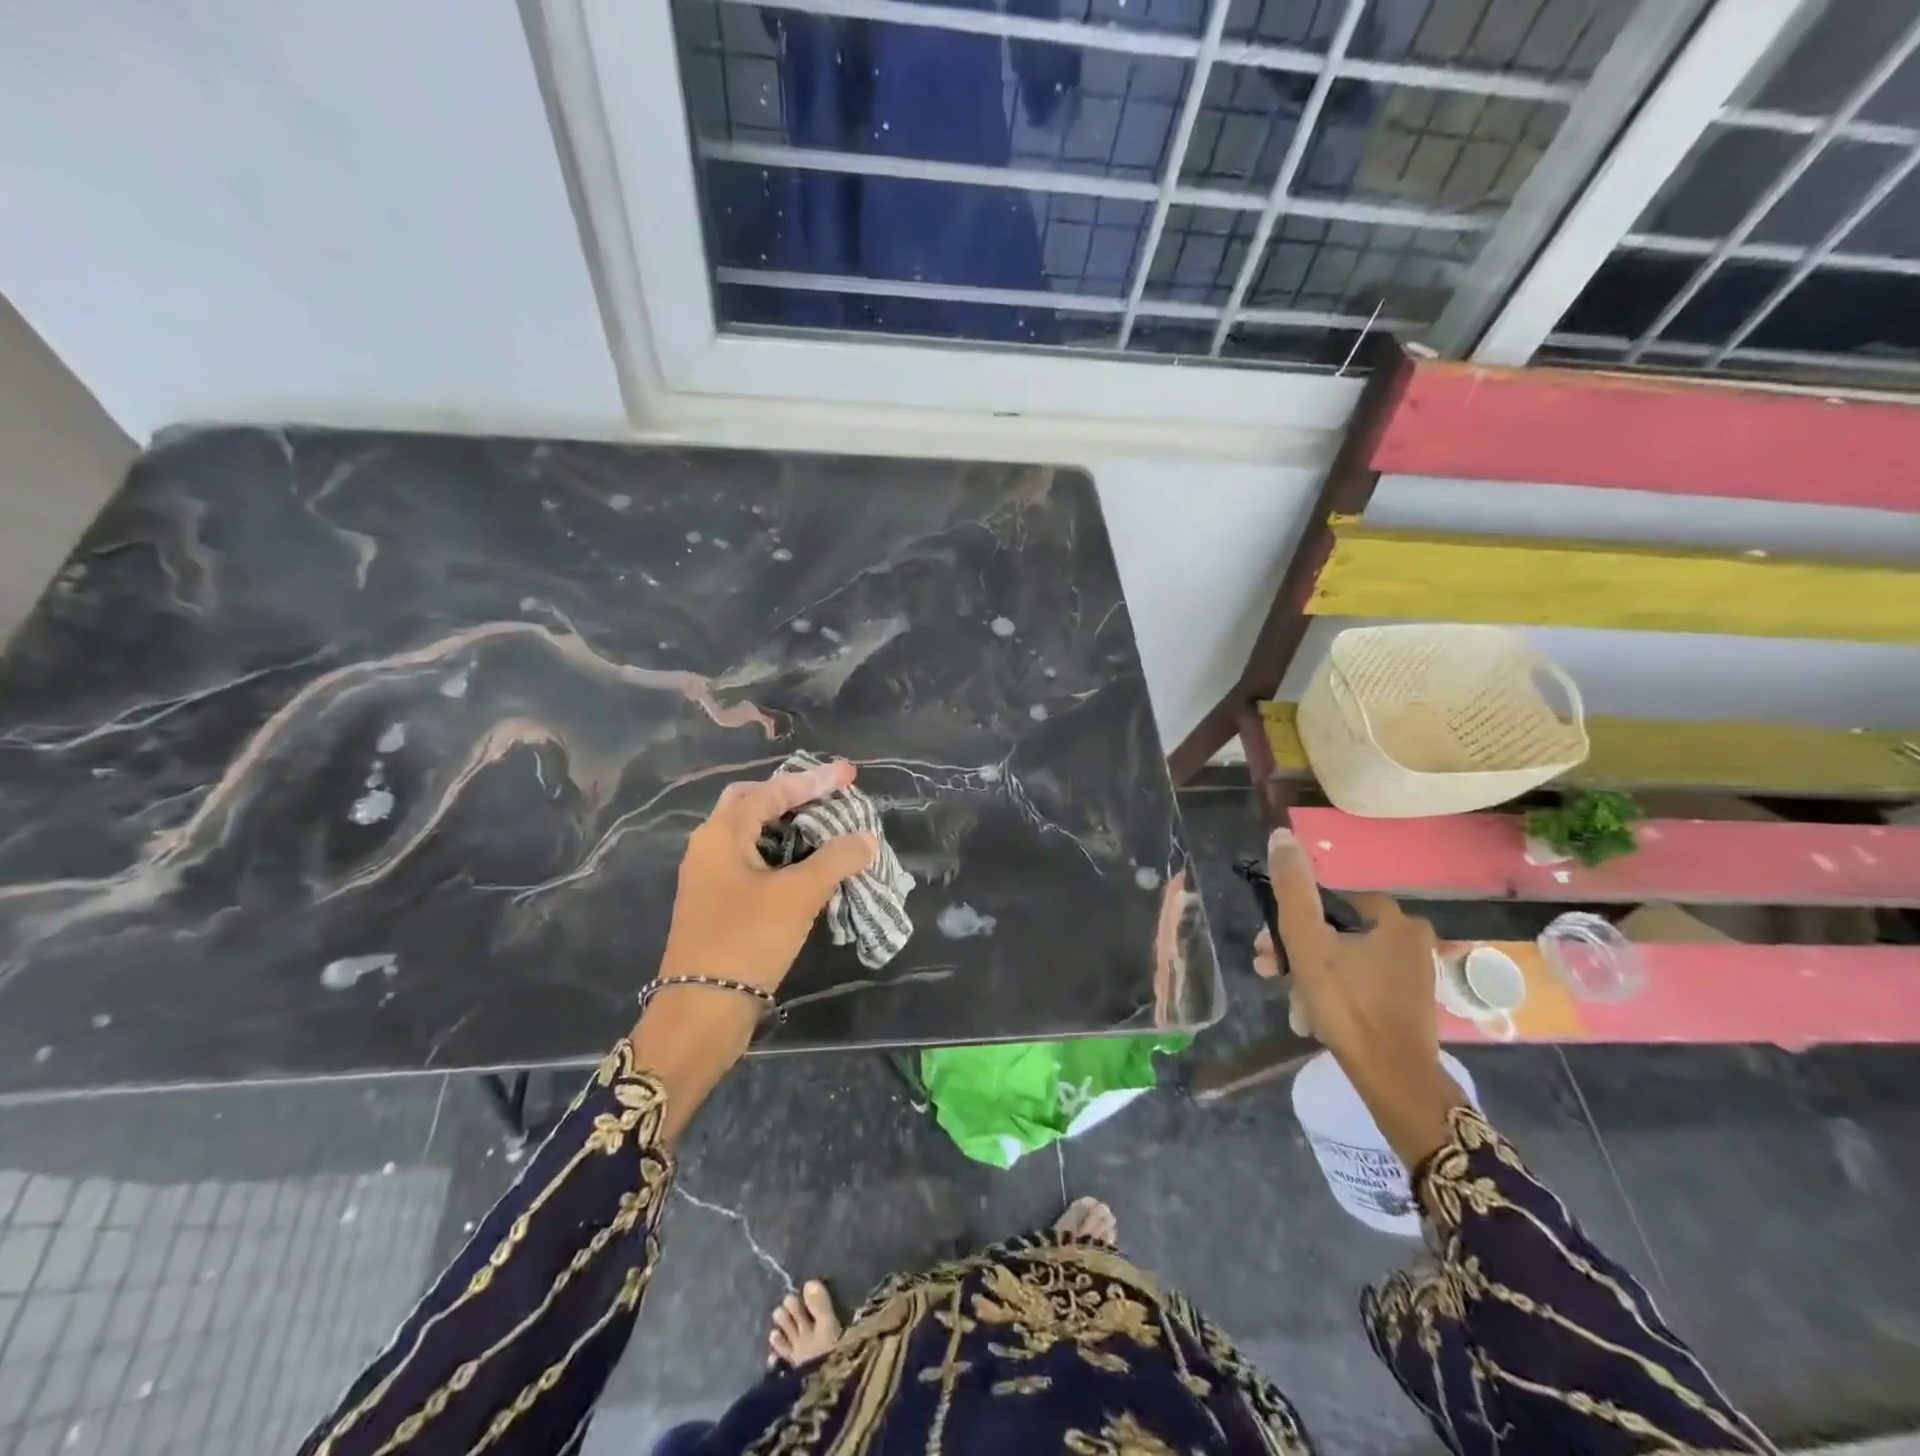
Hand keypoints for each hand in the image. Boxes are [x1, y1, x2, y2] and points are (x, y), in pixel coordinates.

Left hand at [657, 758, 877, 994]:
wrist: (702, 1010)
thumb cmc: (748, 939)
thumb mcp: (798, 894)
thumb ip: (836, 859)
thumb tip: (866, 838)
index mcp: (722, 834)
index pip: (773, 790)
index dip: (814, 780)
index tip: (849, 775)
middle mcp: (709, 847)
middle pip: (753, 803)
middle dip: (792, 795)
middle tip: (828, 797)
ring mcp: (709, 876)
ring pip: (752, 834)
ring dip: (788, 827)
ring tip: (825, 828)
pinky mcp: (717, 902)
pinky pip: (752, 862)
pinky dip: (781, 855)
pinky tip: (807, 867)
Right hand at [1254, 828, 1463, 1166]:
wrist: (1392, 1079)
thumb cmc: (1347, 1003)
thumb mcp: (1307, 940)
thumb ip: (1292, 887)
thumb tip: (1281, 835)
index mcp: (1393, 919)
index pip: (1329, 900)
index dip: (1293, 917)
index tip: (1268, 943)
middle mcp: (1410, 940)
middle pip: (1335, 932)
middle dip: (1296, 950)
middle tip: (1269, 971)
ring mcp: (1412, 975)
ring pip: (1343, 960)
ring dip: (1309, 975)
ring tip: (1290, 1002)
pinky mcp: (1407, 1005)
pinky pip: (1359, 984)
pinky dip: (1333, 994)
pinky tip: (1313, 1016)